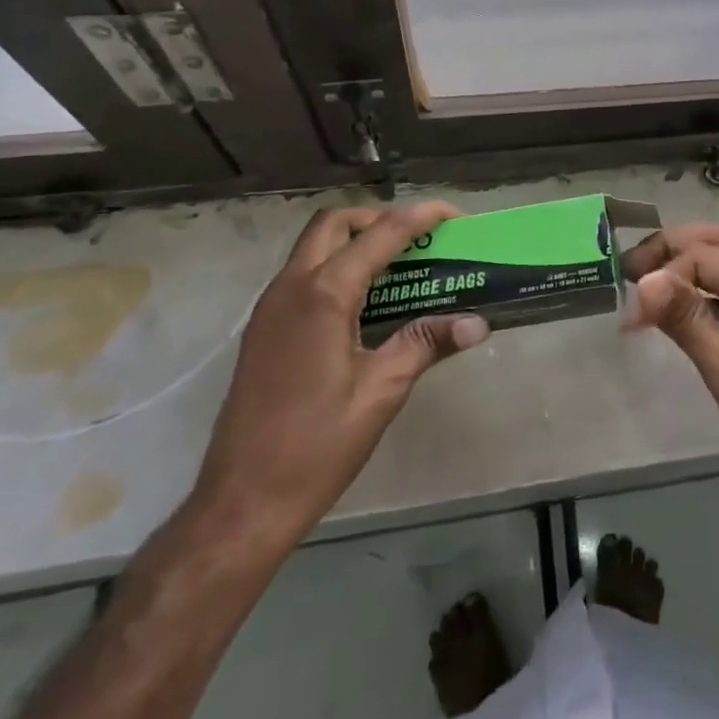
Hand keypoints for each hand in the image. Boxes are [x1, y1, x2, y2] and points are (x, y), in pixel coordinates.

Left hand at [190, 201, 489, 549]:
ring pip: (314, 247)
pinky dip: (336, 266)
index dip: (420, 217)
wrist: (241, 503)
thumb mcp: (381, 392)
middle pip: (335, 224)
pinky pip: (303, 275)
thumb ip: (426, 343)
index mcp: (323, 295)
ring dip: (355, 241)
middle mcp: (291, 288)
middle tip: (419, 239)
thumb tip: (477, 323)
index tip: (454, 215)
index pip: (379, 235)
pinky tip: (365, 302)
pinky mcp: (263, 330)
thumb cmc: (316, 446)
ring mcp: (270, 308)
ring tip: (400, 265)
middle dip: (379, 218)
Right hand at [624, 223, 718, 576]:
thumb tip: (644, 280)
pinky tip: (670, 311)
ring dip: (683, 272)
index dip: (665, 275)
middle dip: (671, 251)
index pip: (708, 256)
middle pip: (718, 246)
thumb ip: (686, 319)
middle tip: (626, 269)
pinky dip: (697, 298)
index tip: (629, 311)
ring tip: (640, 285)